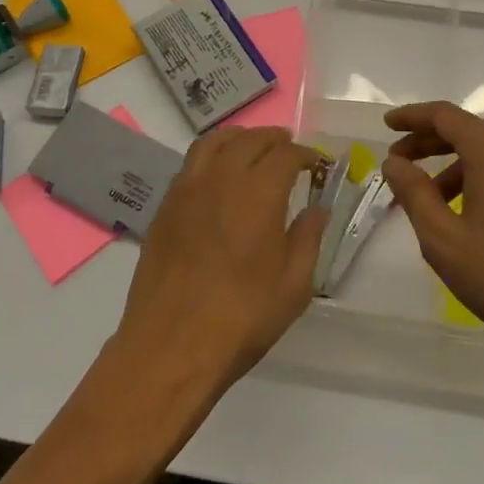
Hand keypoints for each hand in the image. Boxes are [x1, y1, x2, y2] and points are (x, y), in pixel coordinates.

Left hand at [115, 127, 327, 395]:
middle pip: (250, 140)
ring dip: (239, 138)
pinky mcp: (166, 206)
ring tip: (252, 148)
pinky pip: (191, 163)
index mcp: (259, 193)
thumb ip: (308, 239)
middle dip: (274, 140)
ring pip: (215, 142)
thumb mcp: (293, 286)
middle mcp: (222, 178)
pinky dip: (211, 155)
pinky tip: (218, 175)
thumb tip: (318, 209)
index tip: (316, 165)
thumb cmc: (241, 319)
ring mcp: (188, 188)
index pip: (286, 154)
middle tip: (288, 149)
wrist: (170, 346)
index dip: (305, 154)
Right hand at [381, 102, 483, 382]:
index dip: (412, 117)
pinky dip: (483, 180)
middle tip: (400, 164)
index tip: (387, 125)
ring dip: (456, 167)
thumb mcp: (444, 239)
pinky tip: (471, 216)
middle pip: (468, 132)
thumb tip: (394, 162)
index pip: (445, 116)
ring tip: (431, 202)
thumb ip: (414, 193)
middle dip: (429, 144)